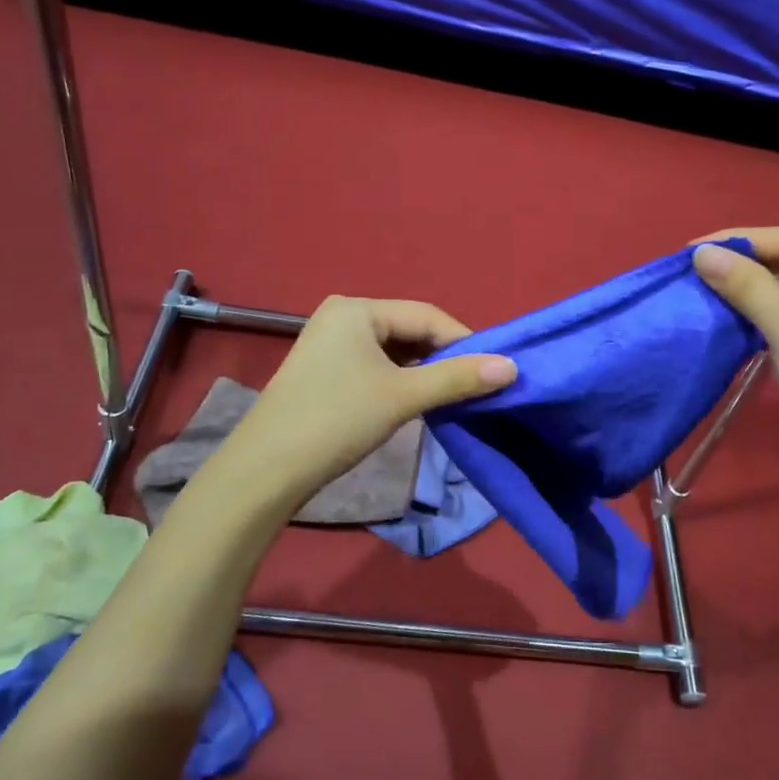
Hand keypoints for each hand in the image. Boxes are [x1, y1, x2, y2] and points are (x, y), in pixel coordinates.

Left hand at [225, 296, 515, 508]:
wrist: (266, 470)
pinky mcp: (326, 372)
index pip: (427, 315)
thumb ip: (457, 378)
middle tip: (477, 386)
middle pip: (410, 331)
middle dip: (444, 358)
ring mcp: (330, 345)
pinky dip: (402, 382)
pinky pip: (377, 367)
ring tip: (453, 396)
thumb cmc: (337, 420)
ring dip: (425, 372)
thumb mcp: (402, 396)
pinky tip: (419, 402)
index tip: (495, 369)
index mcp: (357, 309)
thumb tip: (512, 367)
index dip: (464, 341)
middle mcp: (343, 317)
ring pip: (395, 352)